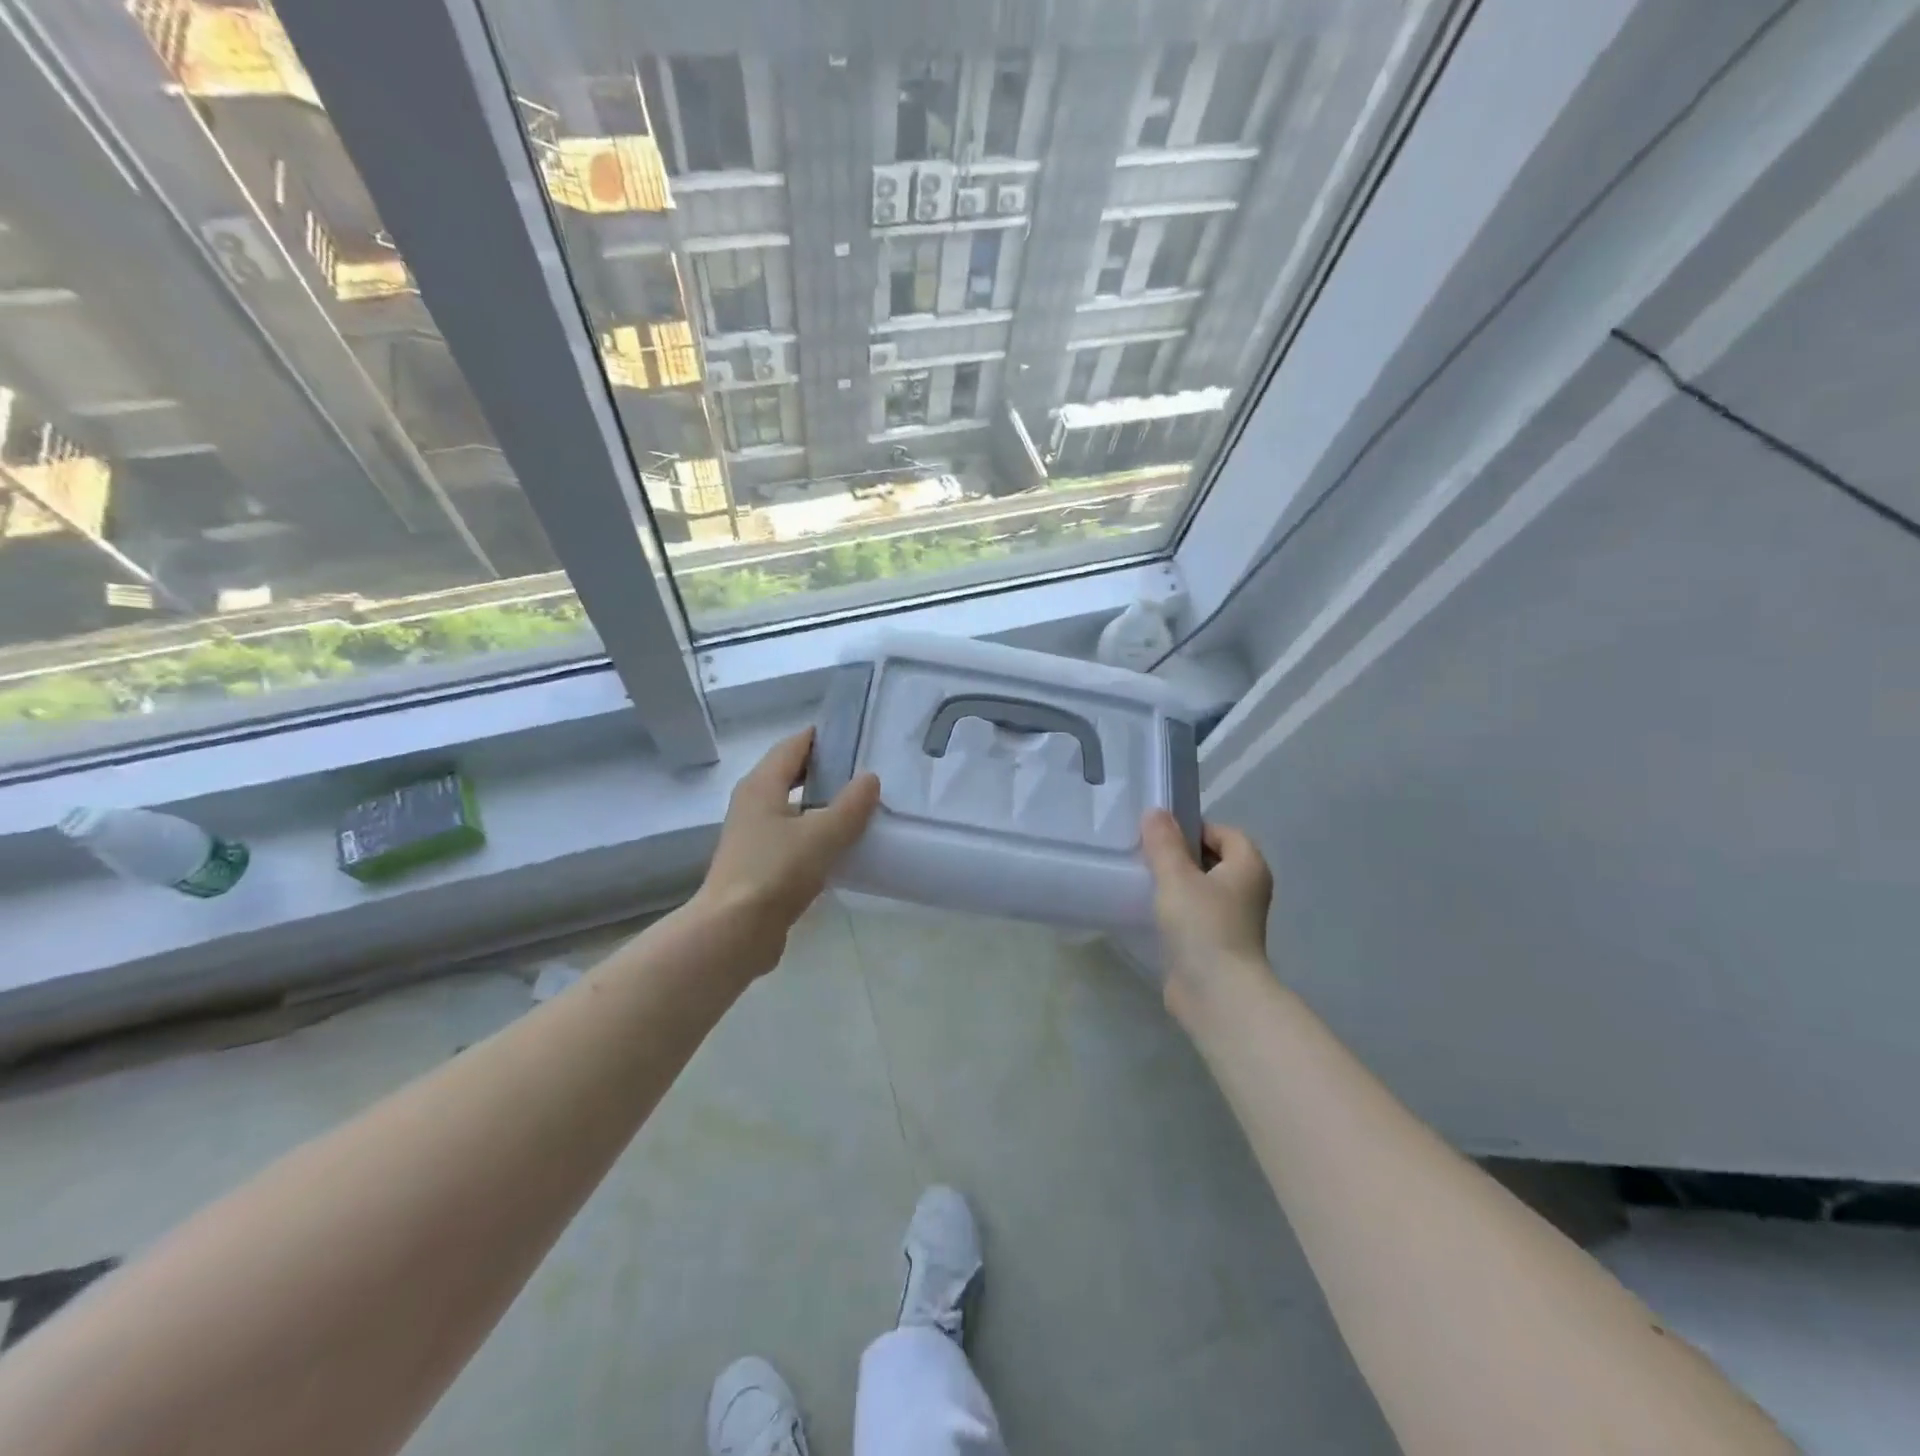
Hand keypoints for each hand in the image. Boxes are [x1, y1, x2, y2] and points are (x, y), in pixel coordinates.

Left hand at [692, 728, 880, 973]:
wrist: (734, 932)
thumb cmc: (775, 872)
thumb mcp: (822, 834)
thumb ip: (851, 805)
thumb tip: (870, 778)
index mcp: (761, 785)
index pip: (794, 745)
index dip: (824, 737)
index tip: (858, 735)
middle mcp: (753, 804)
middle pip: (792, 774)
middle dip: (827, 770)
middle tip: (867, 770)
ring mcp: (754, 836)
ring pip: (794, 808)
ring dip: (823, 804)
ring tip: (863, 805)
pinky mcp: (760, 865)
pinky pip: (794, 837)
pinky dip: (817, 834)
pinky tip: (844, 845)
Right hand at [1140, 810, 1273, 1008]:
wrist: (1217, 994)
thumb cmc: (1203, 926)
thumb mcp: (1177, 877)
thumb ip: (1164, 843)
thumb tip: (1156, 812)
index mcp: (1249, 866)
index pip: (1224, 832)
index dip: (1193, 828)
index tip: (1159, 835)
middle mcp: (1247, 889)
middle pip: (1212, 859)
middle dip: (1180, 855)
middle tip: (1145, 854)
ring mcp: (1233, 919)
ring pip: (1201, 888)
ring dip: (1175, 884)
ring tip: (1142, 880)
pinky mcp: (1215, 943)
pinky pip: (1194, 914)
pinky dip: (1175, 910)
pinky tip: (1148, 911)